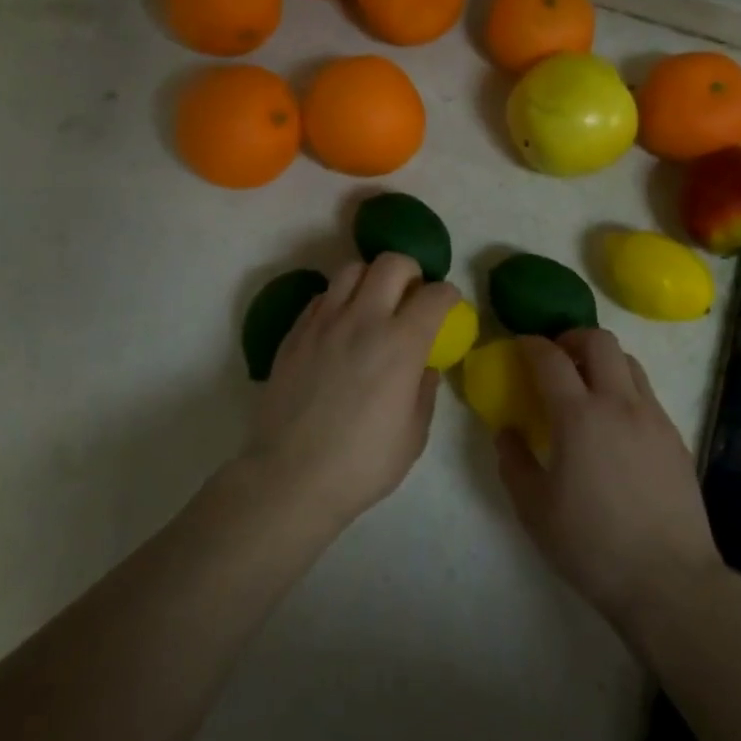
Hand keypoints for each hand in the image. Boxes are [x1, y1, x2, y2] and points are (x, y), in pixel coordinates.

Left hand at [249, 252, 459, 525]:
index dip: (449, 295)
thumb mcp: (413, 435)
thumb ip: (424, 391)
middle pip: (392, 263)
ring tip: (373, 304)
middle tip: (411, 295)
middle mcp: (363, 319)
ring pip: (351, 269)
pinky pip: (322, 296)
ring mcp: (324, 322)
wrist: (291, 477)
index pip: (435, 295)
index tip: (449, 306)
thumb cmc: (362, 463)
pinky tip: (340, 326)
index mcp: (401, 344)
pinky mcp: (296, 333)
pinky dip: (339, 299)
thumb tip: (425, 366)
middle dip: (411, 271)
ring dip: (370, 278)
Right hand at [496, 331, 724, 637]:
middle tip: (556, 358)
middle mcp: (619, 404)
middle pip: (599, 341)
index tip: (520, 346)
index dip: (531, 345)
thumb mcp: (534, 509)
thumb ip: (513, 462)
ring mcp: (653, 418)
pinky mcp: (675, 437)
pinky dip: (625, 390)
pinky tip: (615, 425)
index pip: (550, 358)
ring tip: (587, 386)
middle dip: (572, 338)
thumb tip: (507, 432)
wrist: (669, 580)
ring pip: (629, 362)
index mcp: (579, 417)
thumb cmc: (591, 545)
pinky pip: (647, 394)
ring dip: (602, 360)